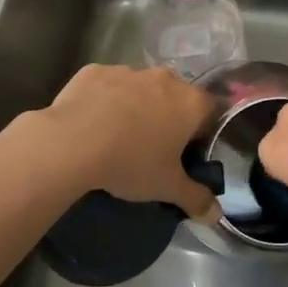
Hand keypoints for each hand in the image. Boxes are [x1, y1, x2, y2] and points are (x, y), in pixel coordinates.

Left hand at [43, 64, 217, 218]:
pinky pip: (108, 85)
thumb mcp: (167, 188)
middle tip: (153, 147)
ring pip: (141, 88)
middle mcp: (165, 79)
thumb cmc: (131, 163)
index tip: (186, 153)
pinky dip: (105, 100)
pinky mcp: (95, 71)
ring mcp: (129, 71)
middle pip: (176, 96)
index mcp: (191, 102)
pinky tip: (92, 123)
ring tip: (118, 137)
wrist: (71, 143)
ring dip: (136, 106)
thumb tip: (216, 216)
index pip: (211, 112)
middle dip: (168, 117)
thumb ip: (196, 199)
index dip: (201, 133)